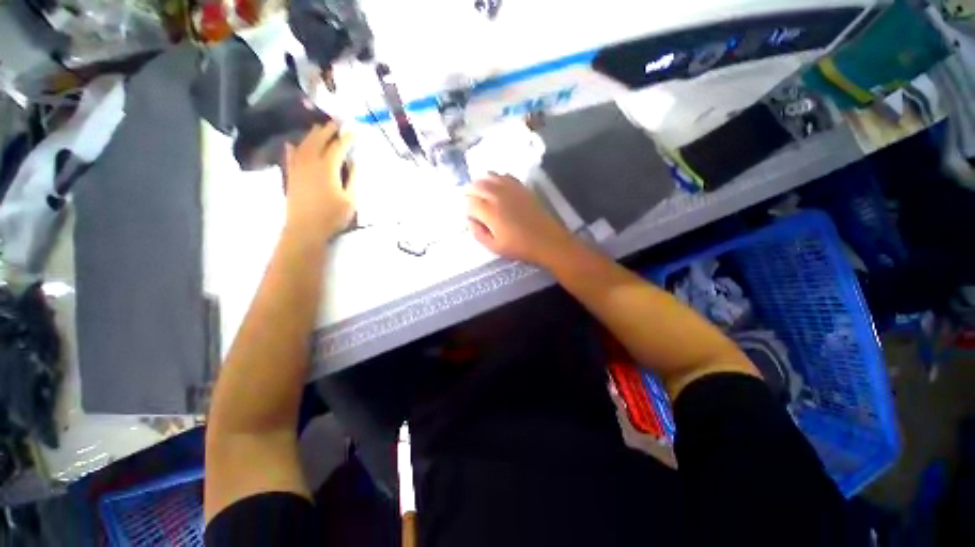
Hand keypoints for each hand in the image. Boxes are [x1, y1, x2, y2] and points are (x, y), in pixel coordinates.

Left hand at [283, 123, 355, 240]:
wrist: (305, 228)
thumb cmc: (332, 216)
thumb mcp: (350, 200)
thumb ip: (352, 179)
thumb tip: (352, 162)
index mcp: (327, 168)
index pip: (337, 148)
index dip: (346, 139)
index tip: (352, 131)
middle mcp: (310, 163)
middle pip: (318, 140)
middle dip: (327, 131)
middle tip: (335, 124)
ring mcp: (297, 168)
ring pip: (303, 145)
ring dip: (311, 135)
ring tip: (318, 128)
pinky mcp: (290, 175)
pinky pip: (290, 156)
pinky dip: (292, 148)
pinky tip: (292, 143)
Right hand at [466, 173, 574, 265]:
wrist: (547, 241)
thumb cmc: (519, 247)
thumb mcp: (493, 246)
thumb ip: (477, 232)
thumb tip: (471, 220)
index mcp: (489, 211)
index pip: (468, 201)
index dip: (465, 207)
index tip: (469, 215)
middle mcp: (497, 195)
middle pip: (476, 185)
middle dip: (469, 193)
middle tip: (470, 203)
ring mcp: (510, 188)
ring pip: (489, 176)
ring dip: (481, 183)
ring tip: (481, 193)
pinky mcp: (521, 187)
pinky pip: (504, 175)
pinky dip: (496, 179)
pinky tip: (497, 187)